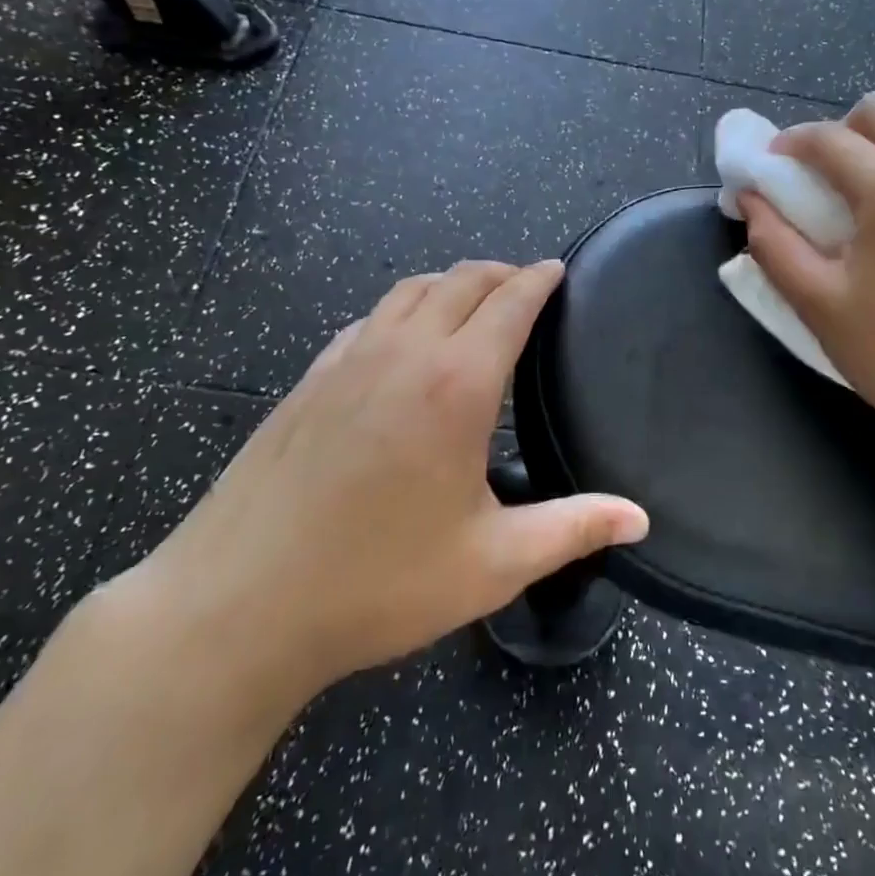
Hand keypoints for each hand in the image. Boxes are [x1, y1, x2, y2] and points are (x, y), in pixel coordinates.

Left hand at [130, 261, 649, 719]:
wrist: (235, 606)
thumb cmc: (377, 585)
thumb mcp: (491, 564)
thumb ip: (572, 529)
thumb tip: (639, 519)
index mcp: (456, 384)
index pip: (509, 303)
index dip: (539, 279)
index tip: (558, 269)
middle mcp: (404, 353)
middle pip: (461, 280)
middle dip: (501, 272)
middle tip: (526, 285)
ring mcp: (348, 360)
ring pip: (409, 290)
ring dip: (450, 283)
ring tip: (472, 302)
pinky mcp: (309, 380)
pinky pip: (368, 320)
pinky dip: (401, 310)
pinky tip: (401, 342)